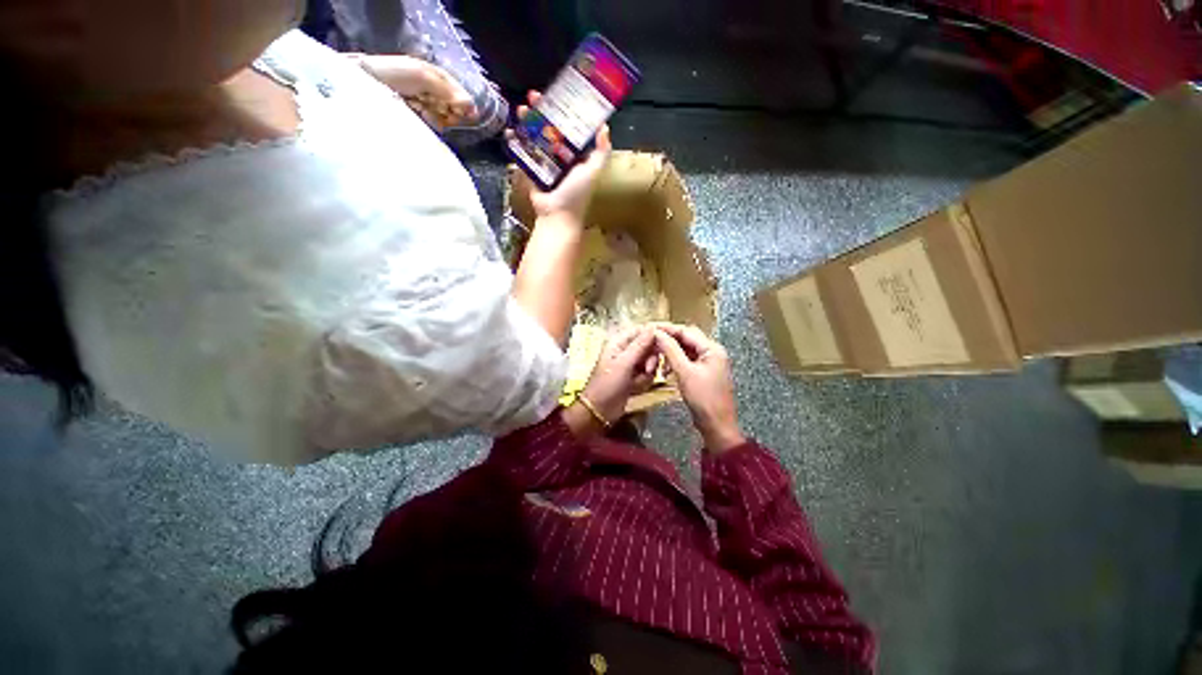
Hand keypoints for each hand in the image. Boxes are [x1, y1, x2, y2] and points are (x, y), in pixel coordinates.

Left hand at [357, 54, 476, 128]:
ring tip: (424, 113)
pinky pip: (433, 126)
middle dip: (449, 112)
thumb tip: (472, 107)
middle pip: (454, 109)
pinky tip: (422, 120)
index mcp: (437, 77)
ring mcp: (425, 106)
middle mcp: (434, 92)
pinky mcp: (418, 119)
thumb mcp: (422, 76)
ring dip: (438, 118)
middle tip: (438, 110)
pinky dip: (430, 124)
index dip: (463, 105)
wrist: (364, 84)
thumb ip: (447, 91)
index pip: (460, 95)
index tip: (464, 114)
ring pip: (444, 118)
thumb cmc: (393, 74)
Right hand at [507, 91, 611, 221]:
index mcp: (576, 154)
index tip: (557, 93)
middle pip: (550, 127)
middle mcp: (561, 155)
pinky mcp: (532, 169)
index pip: (570, 126)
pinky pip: (524, 151)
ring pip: (535, 135)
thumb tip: (604, 126)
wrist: (556, 214)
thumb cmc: (576, 193)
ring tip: (520, 108)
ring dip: (527, 120)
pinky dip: (516, 140)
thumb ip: (601, 152)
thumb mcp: (593, 171)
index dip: (564, 109)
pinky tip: (510, 128)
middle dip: (541, 110)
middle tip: (533, 96)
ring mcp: (545, 162)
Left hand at [579, 326, 658, 424]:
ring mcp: (630, 363)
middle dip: (651, 358)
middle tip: (649, 369)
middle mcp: (625, 349)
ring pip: (651, 360)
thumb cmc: (607, 385)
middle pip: (649, 345)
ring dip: (647, 372)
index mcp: (619, 341)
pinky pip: (648, 373)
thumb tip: (653, 327)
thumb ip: (640, 345)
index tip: (675, 331)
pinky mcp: (634, 376)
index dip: (658, 329)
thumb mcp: (624, 364)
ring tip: (637, 381)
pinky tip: (636, 387)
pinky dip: (644, 380)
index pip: (643, 329)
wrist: (599, 412)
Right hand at [652, 324, 745, 452]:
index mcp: (712, 349)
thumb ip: (671, 350)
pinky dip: (675, 364)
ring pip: (685, 351)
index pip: (686, 331)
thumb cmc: (704, 399)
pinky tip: (665, 371)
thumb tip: (658, 333)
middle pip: (686, 339)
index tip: (650, 329)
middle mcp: (712, 352)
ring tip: (656, 362)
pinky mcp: (703, 373)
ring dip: (670, 354)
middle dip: (668, 342)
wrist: (717, 426)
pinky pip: (686, 362)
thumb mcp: (685, 372)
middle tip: (651, 344)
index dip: (667, 330)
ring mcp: (708, 363)